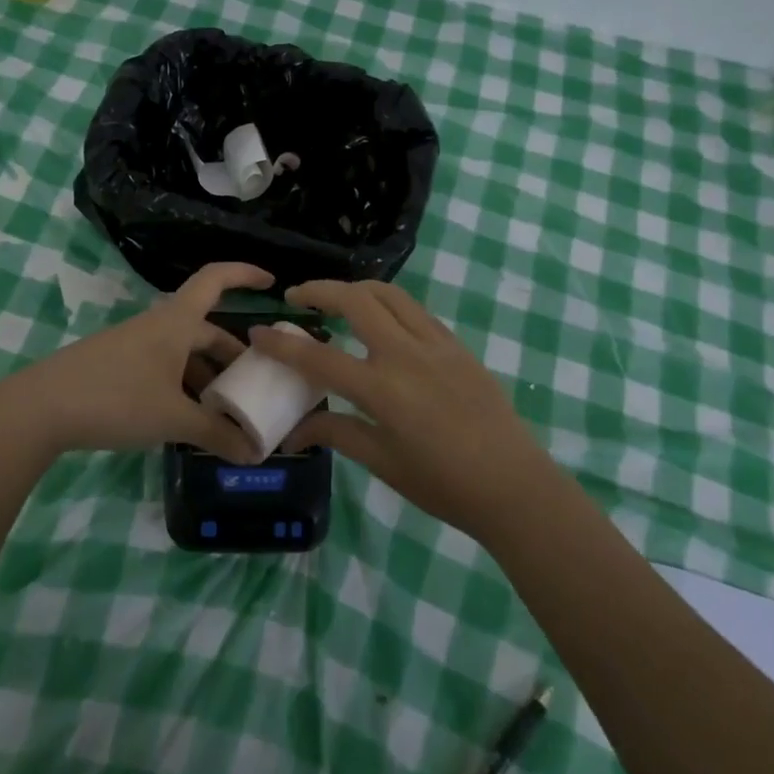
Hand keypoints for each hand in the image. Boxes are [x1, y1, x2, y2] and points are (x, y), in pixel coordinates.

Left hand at [0, 263, 272, 463]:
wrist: (40, 408)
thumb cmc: (115, 399)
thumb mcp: (172, 418)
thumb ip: (216, 434)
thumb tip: (255, 453)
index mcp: (176, 322)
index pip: (216, 279)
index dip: (245, 274)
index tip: (273, 283)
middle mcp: (157, 326)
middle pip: (205, 330)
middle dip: (232, 355)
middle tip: (256, 384)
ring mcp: (134, 346)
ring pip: (183, 353)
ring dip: (207, 376)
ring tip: (224, 411)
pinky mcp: (117, 367)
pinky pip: (163, 368)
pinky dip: (182, 387)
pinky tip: (185, 419)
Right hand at [250, 280, 549, 539]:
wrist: (515, 485)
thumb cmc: (444, 484)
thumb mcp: (383, 462)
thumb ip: (337, 433)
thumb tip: (295, 431)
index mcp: (382, 390)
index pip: (318, 358)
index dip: (282, 345)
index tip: (258, 331)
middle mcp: (406, 355)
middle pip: (355, 300)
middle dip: (319, 290)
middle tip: (297, 297)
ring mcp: (436, 344)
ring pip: (389, 294)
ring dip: (356, 288)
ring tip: (337, 300)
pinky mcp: (457, 345)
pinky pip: (416, 311)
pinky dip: (389, 304)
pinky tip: (381, 321)